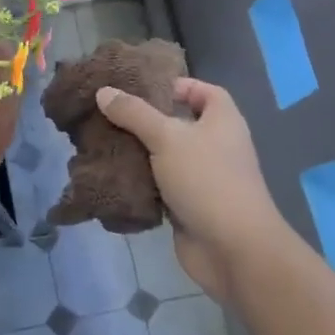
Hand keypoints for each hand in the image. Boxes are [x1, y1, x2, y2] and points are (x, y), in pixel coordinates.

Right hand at [96, 78, 286, 299]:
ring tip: (101, 142)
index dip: (177, 86)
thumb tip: (103, 91)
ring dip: (138, 152)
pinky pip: (160, 185)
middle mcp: (216, 145)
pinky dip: (140, 182)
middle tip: (108, 114)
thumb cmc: (207, 180)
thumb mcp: (167, 138)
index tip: (142, 89)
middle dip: (145, 120)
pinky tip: (111, 176)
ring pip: (165, 157)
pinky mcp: (188, 205)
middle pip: (178, 124)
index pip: (203, 91)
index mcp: (222, 120)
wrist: (233, 249)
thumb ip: (134, 114)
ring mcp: (203, 177)